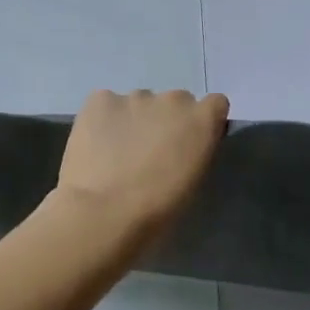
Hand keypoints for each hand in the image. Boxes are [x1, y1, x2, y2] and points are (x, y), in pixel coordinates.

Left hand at [55, 89, 229, 240]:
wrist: (105, 213)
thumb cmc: (158, 209)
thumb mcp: (194, 182)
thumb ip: (195, 152)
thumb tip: (184, 146)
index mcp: (202, 120)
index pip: (215, 104)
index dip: (202, 122)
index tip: (190, 142)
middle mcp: (173, 99)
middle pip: (175, 102)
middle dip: (166, 121)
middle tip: (149, 152)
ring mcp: (134, 96)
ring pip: (139, 103)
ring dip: (134, 120)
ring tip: (116, 153)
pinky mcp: (100, 99)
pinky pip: (106, 104)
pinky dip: (103, 120)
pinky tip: (95, 145)